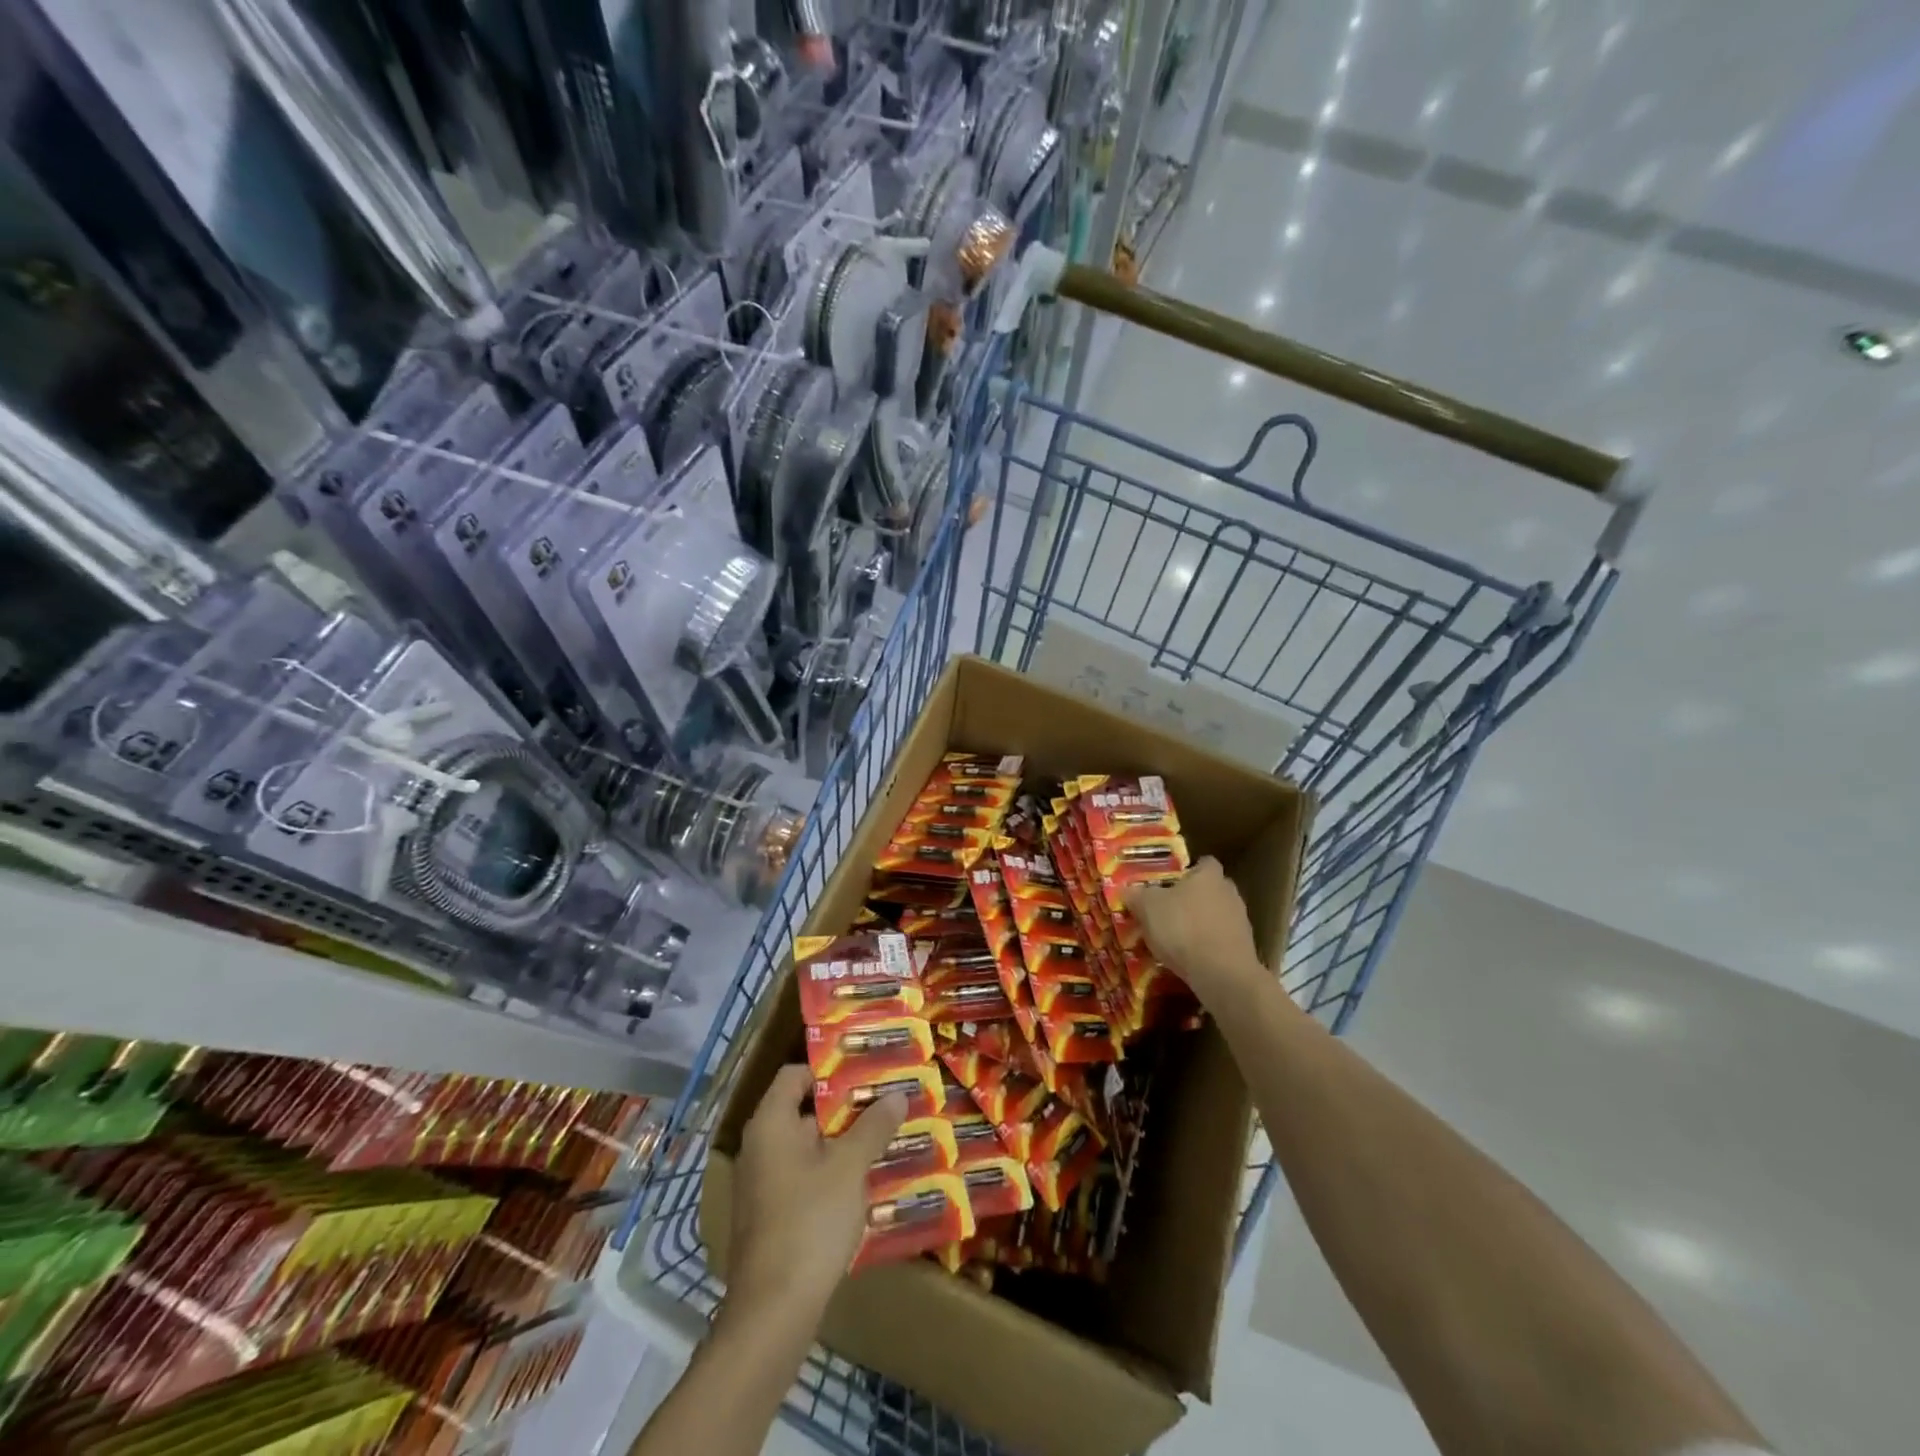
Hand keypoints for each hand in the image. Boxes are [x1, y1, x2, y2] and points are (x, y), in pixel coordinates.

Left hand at [725, 1065, 906, 1322]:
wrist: (773, 1313)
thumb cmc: (810, 1222)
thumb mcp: (850, 1168)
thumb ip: (873, 1127)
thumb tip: (896, 1093)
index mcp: (770, 1124)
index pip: (795, 1075)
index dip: (829, 1069)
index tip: (866, 1070)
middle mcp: (759, 1147)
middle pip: (803, 1111)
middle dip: (846, 1108)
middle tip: (886, 1102)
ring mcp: (762, 1184)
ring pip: (808, 1148)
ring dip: (843, 1143)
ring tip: (885, 1138)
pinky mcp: (770, 1217)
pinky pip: (804, 1178)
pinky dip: (832, 1173)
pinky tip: (865, 1182)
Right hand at [1125, 856, 1269, 1008]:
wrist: (1221, 974)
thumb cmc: (1182, 928)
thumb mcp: (1147, 908)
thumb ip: (1137, 895)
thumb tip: (1127, 889)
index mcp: (1209, 876)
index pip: (1203, 863)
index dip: (1187, 870)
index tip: (1170, 882)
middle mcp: (1229, 893)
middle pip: (1210, 890)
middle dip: (1191, 899)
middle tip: (1167, 910)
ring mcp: (1241, 922)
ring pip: (1215, 916)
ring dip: (1199, 924)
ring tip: (1175, 939)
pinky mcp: (1244, 949)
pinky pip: (1220, 941)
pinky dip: (1207, 946)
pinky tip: (1189, 959)